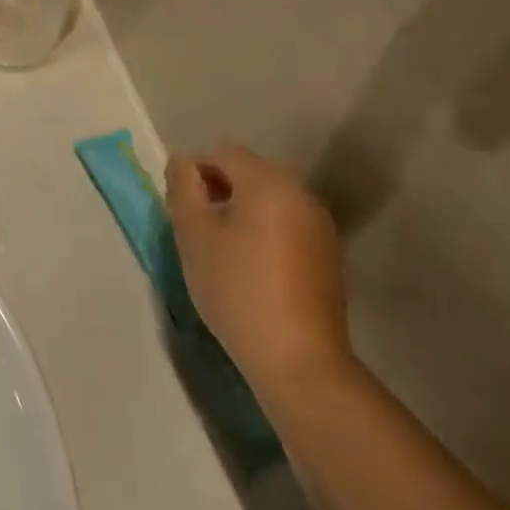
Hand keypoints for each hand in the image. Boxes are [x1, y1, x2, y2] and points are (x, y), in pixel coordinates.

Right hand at [165, 146, 353, 399]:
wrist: (297, 357)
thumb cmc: (235, 288)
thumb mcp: (193, 235)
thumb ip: (183, 188)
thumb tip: (182, 160)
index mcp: (267, 182)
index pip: (223, 153)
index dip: (195, 172)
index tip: (181, 208)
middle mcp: (300, 193)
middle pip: (250, 172)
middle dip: (219, 190)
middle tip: (196, 227)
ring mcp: (320, 224)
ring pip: (270, 199)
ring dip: (242, 210)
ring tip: (222, 249)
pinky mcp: (328, 254)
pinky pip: (287, 223)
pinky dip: (265, 231)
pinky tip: (252, 268)